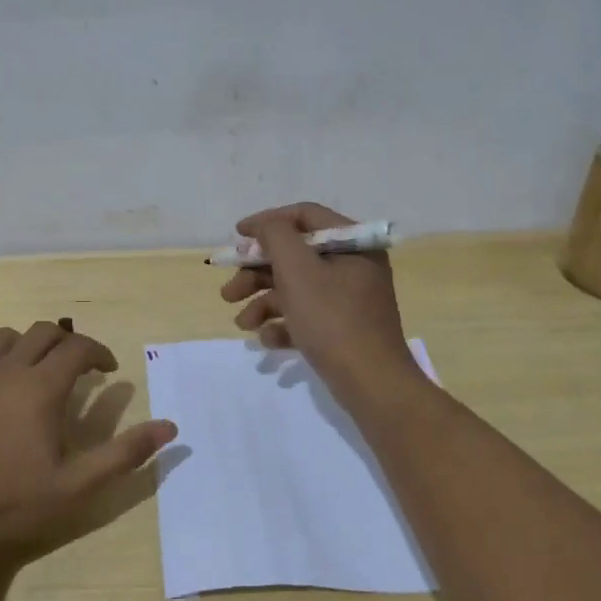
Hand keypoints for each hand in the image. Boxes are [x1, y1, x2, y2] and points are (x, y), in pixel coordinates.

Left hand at [0, 321, 177, 561]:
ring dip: (30, 347)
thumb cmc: (11, 505)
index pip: (78, 348)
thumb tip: (170, 427)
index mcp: (40, 388)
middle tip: (80, 370)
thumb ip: (124, 453)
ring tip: (38, 375)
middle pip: (43, 333)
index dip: (99, 353)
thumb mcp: (77, 487)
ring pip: (6, 338)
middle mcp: (6, 370)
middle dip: (68, 344)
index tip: (109, 371)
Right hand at [221, 202, 422, 408]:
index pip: (304, 216)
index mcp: (352, 244)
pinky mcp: (343, 329)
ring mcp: (349, 300)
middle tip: (228, 292)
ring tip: (242, 324)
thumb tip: (265, 226)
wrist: (371, 383)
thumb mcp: (298, 271)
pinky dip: (284, 325)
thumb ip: (276, 237)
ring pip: (297, 289)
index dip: (267, 222)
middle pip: (295, 256)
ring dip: (264, 303)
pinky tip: (267, 340)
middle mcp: (353, 266)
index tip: (236, 236)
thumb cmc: (333, 320)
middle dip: (257, 273)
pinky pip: (307, 316)